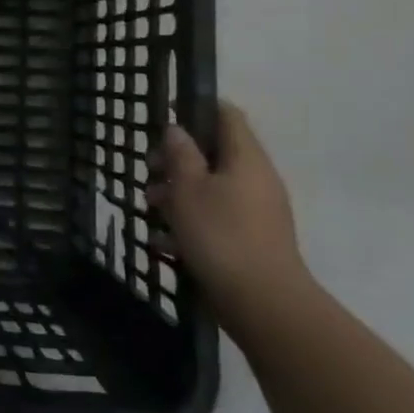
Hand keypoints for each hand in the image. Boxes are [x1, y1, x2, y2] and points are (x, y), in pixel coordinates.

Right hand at [147, 102, 311, 328]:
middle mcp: (256, 179)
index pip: (226, 114)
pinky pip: (217, 217)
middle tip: (149, 170)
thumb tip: (177, 129)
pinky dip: (191, 222)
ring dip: (179, 192)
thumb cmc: (221, 235)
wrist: (264, 304)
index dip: (196, 107)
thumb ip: (180, 153)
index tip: (165, 115)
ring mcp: (257, 211)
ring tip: (150, 208)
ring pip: (212, 187)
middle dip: (177, 158)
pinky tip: (164, 241)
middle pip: (214, 152)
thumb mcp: (188, 188)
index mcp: (246, 158)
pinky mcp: (252, 240)